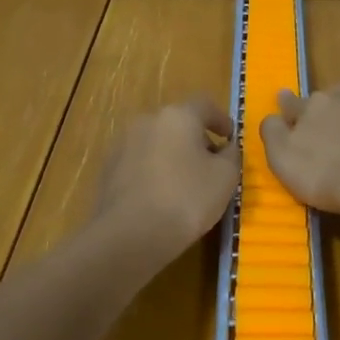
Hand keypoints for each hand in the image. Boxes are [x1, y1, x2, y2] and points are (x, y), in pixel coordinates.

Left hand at [92, 96, 241, 261]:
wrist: (130, 235)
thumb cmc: (186, 199)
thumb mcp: (226, 177)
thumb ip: (231, 155)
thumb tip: (226, 147)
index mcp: (178, 116)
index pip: (205, 104)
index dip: (221, 119)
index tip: (229, 138)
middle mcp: (147, 121)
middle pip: (178, 123)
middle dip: (196, 140)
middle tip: (210, 165)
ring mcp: (123, 144)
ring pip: (156, 142)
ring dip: (172, 155)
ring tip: (185, 184)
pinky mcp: (108, 169)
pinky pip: (139, 163)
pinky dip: (153, 172)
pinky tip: (160, 197)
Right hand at [259, 70, 339, 219]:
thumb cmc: (327, 177)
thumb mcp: (283, 162)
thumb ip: (273, 135)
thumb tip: (271, 116)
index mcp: (313, 107)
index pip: (294, 103)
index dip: (289, 106)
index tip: (286, 106)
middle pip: (334, 93)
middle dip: (332, 104)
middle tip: (335, 128)